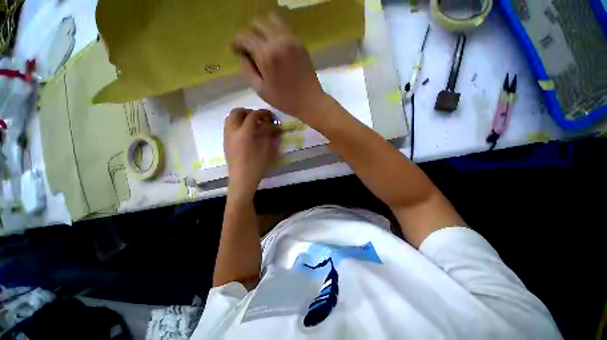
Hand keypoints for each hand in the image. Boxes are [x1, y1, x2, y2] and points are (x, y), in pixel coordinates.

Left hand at [224, 108, 279, 195]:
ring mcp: (227, 136)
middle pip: (237, 112)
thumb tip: (273, 127)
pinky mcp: (225, 142)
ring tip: (252, 124)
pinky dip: (237, 124)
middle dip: (248, 111)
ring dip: (241, 117)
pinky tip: (246, 133)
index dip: (262, 113)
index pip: (252, 116)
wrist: (242, 180)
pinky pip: (229, 126)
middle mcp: (233, 131)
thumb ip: (270, 136)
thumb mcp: (267, 151)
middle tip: (259, 118)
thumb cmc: (256, 166)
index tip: (270, 115)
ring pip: (230, 118)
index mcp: (244, 133)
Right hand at [233, 14, 326, 121]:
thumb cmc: (285, 100)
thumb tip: (243, 56)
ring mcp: (291, 39)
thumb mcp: (261, 91)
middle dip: (249, 34)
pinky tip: (275, 45)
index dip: (237, 43)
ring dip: (263, 29)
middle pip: (256, 23)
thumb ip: (247, 71)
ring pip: (271, 19)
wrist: (310, 101)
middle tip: (251, 49)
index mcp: (266, 55)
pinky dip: (276, 31)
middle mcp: (278, 41)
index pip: (244, 37)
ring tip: (263, 44)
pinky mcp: (299, 42)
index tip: (237, 52)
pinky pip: (284, 27)